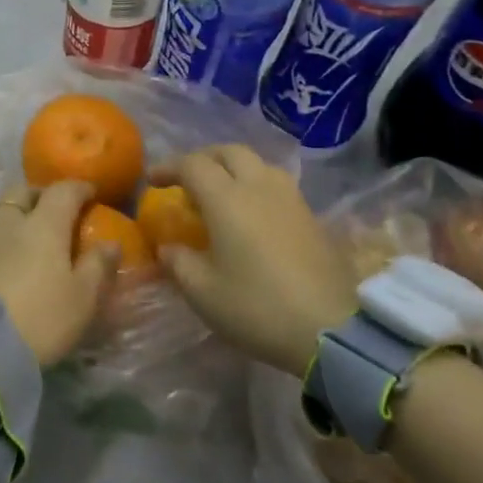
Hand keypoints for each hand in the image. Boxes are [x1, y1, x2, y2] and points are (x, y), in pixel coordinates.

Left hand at [0, 180, 116, 365]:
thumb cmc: (40, 318)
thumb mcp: (82, 299)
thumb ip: (98, 266)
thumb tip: (111, 243)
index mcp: (43, 224)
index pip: (63, 191)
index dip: (79, 189)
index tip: (90, 194)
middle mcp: (7, 219)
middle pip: (23, 191)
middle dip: (41, 195)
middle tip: (52, 210)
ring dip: (10, 211)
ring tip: (18, 228)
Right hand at [151, 145, 357, 377]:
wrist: (330, 329)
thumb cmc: (257, 307)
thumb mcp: (202, 292)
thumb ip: (178, 262)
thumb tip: (168, 247)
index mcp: (227, 199)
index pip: (193, 165)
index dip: (168, 168)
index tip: (152, 181)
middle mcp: (260, 187)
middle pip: (229, 152)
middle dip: (203, 158)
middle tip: (186, 179)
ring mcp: (291, 199)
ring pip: (258, 164)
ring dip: (233, 168)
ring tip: (220, 193)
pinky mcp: (311, 217)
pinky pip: (277, 184)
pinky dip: (255, 186)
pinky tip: (251, 213)